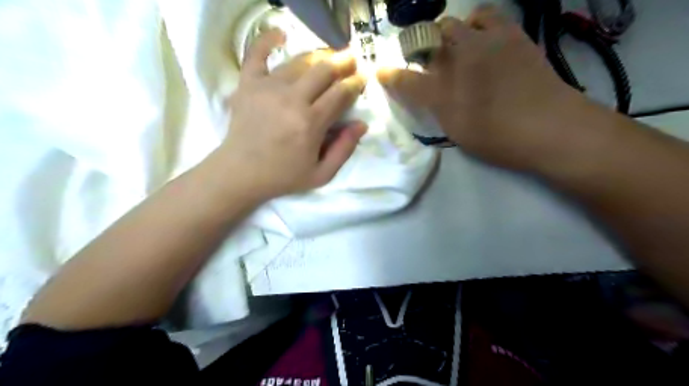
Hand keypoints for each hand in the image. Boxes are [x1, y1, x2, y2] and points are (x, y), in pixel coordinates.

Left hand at [213, 29, 368, 200]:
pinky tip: (281, 34)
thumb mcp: (322, 174)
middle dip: (343, 62)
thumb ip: (344, 149)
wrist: (240, 173)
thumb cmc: (283, 176)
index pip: (340, 93)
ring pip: (299, 61)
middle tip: (351, 60)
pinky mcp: (248, 84)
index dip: (355, 83)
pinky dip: (268, 40)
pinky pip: (257, 53)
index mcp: (310, 123)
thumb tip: (362, 124)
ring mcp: (267, 88)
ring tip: (328, 57)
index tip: (362, 78)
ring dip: (318, 56)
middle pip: (324, 70)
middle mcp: (291, 99)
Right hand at [379, 4, 582, 168]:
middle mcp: (458, 62)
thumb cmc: (499, 138)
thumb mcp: (457, 131)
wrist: (551, 127)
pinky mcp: (513, 37)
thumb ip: (437, 109)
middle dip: (422, 48)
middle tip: (429, 62)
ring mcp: (487, 44)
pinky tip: (483, 39)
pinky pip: (489, 17)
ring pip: (458, 22)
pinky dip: (479, 24)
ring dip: (451, 33)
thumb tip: (429, 94)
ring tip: (458, 47)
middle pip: (430, 41)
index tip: (380, 72)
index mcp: (442, 92)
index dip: (391, 77)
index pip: (406, 80)